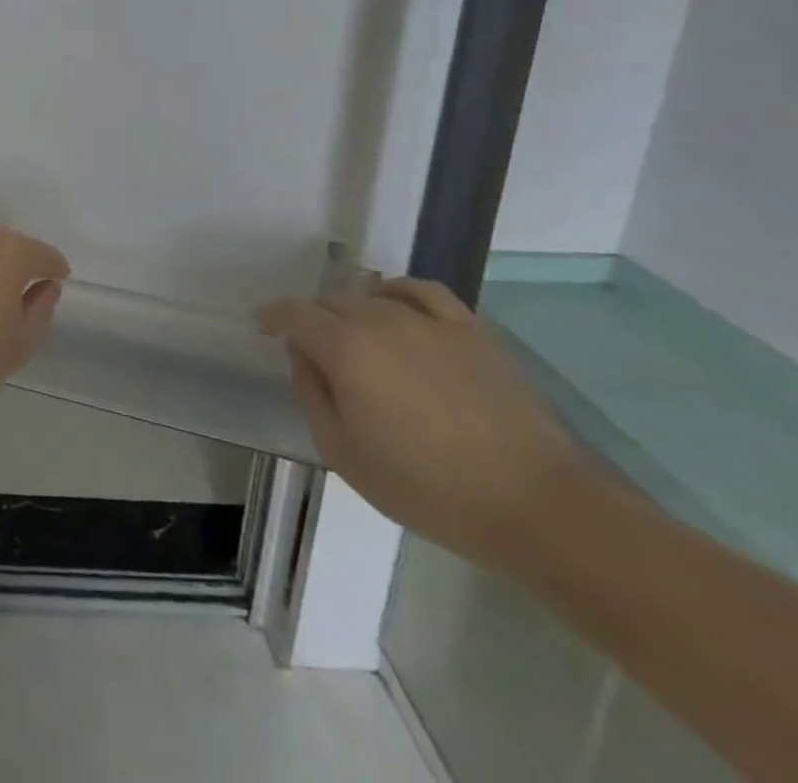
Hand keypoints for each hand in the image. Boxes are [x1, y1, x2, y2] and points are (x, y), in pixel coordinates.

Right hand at [258, 278, 583, 570]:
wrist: (536, 507)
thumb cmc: (428, 488)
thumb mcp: (343, 454)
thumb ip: (311, 395)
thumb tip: (302, 357)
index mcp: (345, 348)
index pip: (293, 313)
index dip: (272, 317)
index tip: (261, 326)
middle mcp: (380, 320)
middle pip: (330, 303)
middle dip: (310, 319)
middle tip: (308, 347)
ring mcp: (429, 322)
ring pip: (370, 297)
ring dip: (349, 310)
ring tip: (350, 333)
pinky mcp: (471, 331)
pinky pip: (422, 292)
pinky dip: (398, 292)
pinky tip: (394, 306)